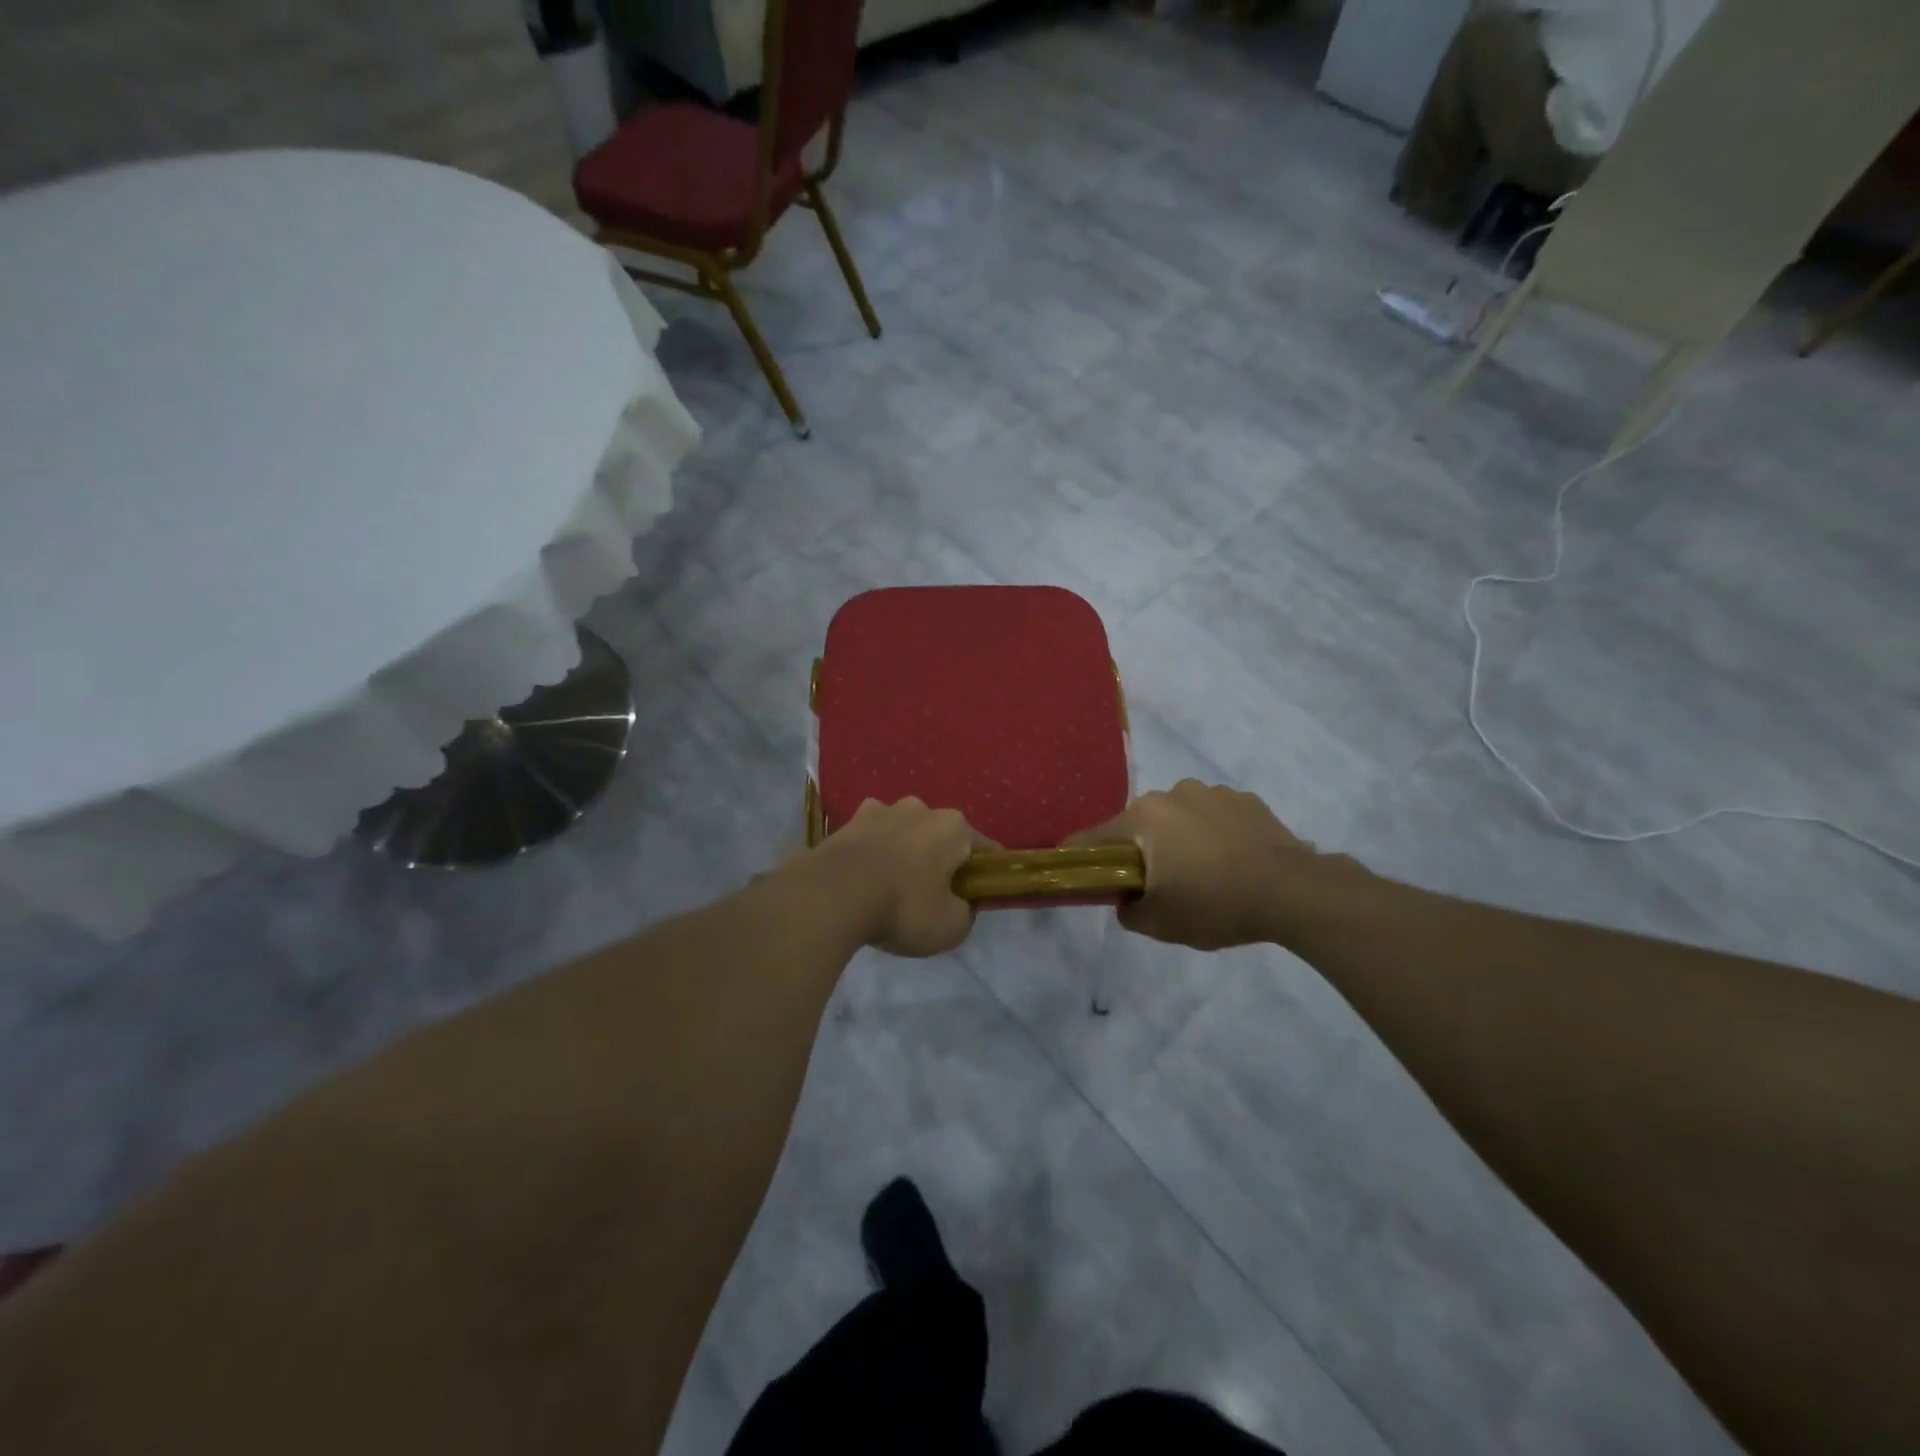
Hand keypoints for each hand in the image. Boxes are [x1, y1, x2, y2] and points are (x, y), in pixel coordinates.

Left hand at [808, 798, 993, 956]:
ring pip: (904, 833)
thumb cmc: (903, 907)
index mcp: (954, 827)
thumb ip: (966, 913)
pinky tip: (864, 880)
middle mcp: (921, 808)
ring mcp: (880, 810)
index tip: (977, 897)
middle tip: (931, 897)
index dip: (985, 875)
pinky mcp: (847, 822)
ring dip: (903, 853)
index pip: (985, 849)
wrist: (832, 895)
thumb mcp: (951, 927)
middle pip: (940, 837)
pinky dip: (872, 854)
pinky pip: (871, 839)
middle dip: (939, 861)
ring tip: (891, 888)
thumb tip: (960, 904)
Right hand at [1067, 780, 1322, 949]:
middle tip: (1158, 886)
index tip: (1073, 869)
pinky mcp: (1246, 800)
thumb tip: (1126, 900)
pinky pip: (1214, 817)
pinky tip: (1233, 863)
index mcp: (1143, 817)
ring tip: (1204, 874)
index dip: (1079, 855)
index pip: (1094, 837)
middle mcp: (1172, 793)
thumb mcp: (1161, 923)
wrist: (1293, 892)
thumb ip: (1129, 912)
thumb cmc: (1215, 904)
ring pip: (1179, 818)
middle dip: (1142, 851)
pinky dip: (1214, 835)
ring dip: (1180, 840)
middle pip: (1141, 826)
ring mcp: (1212, 792)